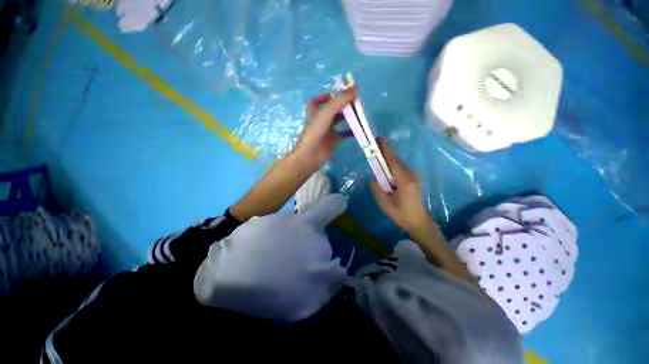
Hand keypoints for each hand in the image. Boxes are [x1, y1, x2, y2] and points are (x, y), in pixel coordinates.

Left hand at [291, 86, 357, 168]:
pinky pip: (343, 133)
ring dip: (348, 117)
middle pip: (332, 109)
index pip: (317, 101)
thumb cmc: (315, 133)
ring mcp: (327, 130)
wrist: (310, 156)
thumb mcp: (326, 113)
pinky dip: (350, 131)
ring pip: (339, 120)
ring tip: (360, 113)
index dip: (324, 96)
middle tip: (355, 102)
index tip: (336, 94)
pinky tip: (359, 130)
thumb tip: (356, 86)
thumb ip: (339, 100)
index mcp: (315, 112)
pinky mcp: (333, 140)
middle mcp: (321, 120)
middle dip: (342, 105)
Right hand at [370, 138, 433, 234]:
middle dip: (384, 154)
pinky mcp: (414, 178)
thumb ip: (376, 188)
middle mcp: (411, 175)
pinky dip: (391, 166)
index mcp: (404, 181)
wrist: (418, 221)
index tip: (379, 139)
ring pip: (398, 164)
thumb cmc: (401, 214)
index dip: (386, 150)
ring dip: (387, 161)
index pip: (393, 161)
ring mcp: (414, 176)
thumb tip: (373, 176)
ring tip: (377, 160)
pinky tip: (386, 172)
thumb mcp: (384, 203)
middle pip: (395, 160)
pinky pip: (400, 168)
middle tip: (373, 150)